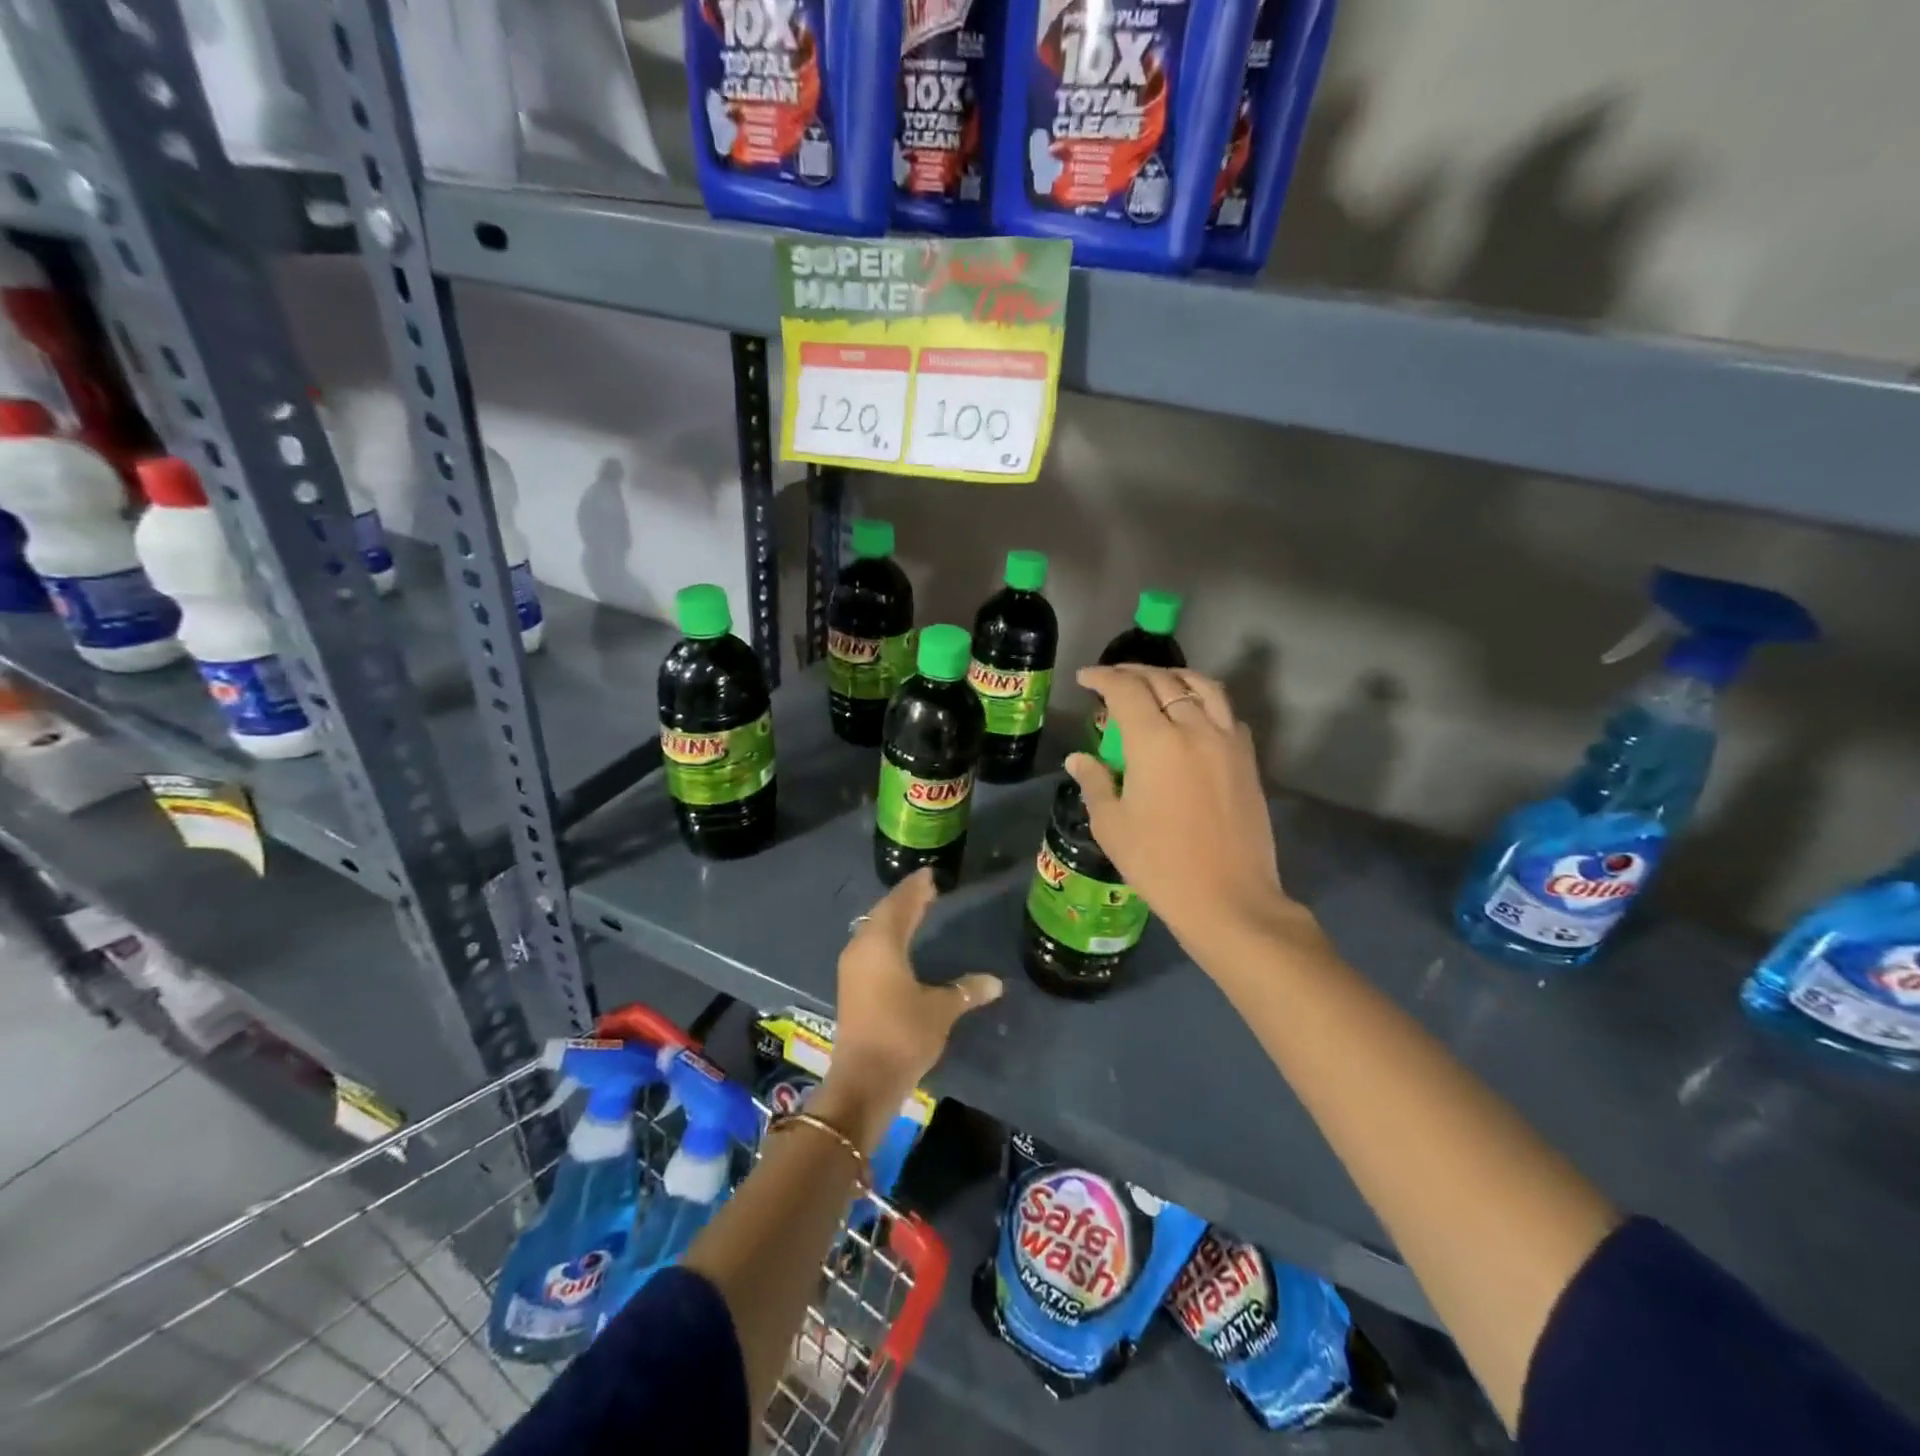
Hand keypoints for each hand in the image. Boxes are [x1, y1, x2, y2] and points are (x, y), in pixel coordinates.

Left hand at [819, 869, 1001, 1151]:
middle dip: (905, 899)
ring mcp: (853, 967)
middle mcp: (862, 948)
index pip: (900, 904)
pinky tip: (899, 942)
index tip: (930, 875)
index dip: (916, 889)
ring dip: (894, 917)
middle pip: (884, 913)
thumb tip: (995, 982)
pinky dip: (887, 936)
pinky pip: (870, 946)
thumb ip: (966, 991)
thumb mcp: (940, 1010)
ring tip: (916, 910)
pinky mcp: (852, 985)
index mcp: (882, 944)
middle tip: (927, 889)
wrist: (863, 1080)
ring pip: (874, 929)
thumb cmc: (902, 1035)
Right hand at [1070, 665, 1302, 957]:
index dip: (1102, 677)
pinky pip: (1226, 712)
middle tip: (1113, 679)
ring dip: (1174, 677)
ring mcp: (1227, 741)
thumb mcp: (1112, 825)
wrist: (1228, 898)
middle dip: (1133, 673)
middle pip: (1163, 681)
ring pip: (1202, 687)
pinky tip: (1194, 715)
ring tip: (1156, 683)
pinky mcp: (1247, 759)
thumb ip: (1094, 782)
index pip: (1125, 690)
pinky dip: (1205, 701)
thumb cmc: (1159, 864)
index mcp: (1154, 742)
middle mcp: (1194, 728)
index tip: (1085, 679)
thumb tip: (1078, 758)